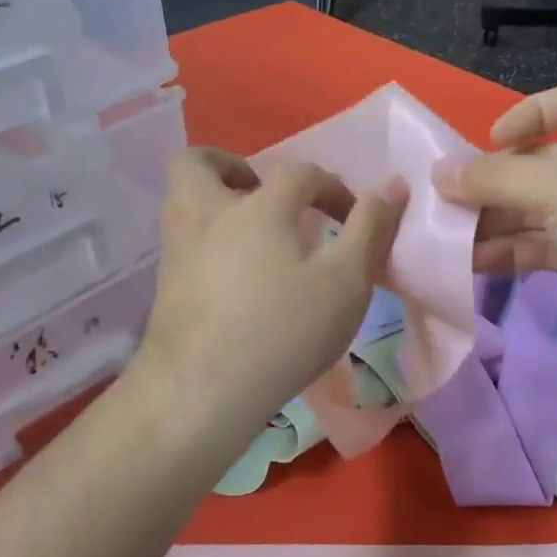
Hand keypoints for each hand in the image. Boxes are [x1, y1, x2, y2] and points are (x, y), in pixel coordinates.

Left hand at [133, 147, 406, 441]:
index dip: (332, 187)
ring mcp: (177, 250)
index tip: (352, 218)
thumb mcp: (346, 283)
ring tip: (253, 235)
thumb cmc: (283, 332)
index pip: (300, 174)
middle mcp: (207, 215)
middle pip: (201, 163)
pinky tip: (234, 278)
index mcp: (257, 207)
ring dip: (215, 202)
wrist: (200, 393)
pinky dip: (207, 242)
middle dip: (235, 167)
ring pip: (181, 200)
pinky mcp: (164, 287)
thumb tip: (392, 185)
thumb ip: (369, 230)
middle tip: (266, 197)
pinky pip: (183, 241)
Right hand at [433, 83, 556, 366]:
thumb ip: (492, 179)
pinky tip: (475, 264)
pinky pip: (548, 245)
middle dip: (496, 181)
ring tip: (450, 238)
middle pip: (543, 162)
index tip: (487, 143)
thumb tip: (438, 174)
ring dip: (497, 222)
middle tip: (449, 202)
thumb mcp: (554, 187)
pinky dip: (514, 251)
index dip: (525, 115)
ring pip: (541, 209)